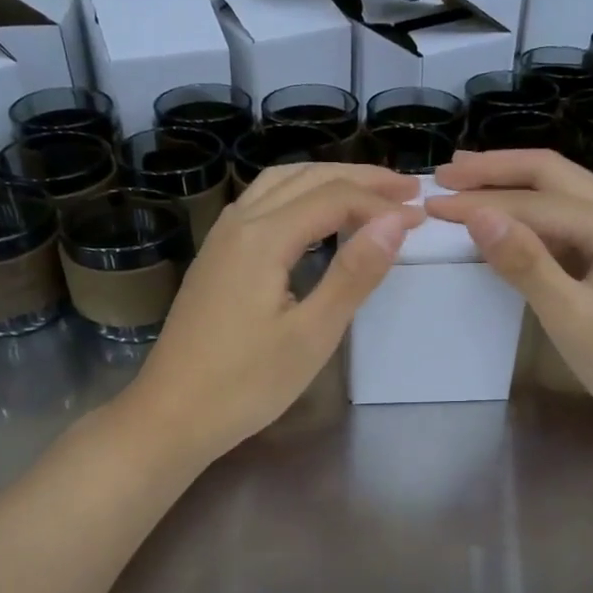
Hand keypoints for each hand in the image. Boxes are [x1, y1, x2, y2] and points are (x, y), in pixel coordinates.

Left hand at [127, 162, 421, 462]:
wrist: (171, 415)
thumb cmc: (246, 384)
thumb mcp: (311, 334)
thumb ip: (353, 274)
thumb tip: (395, 222)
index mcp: (263, 237)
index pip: (333, 197)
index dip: (380, 203)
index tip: (421, 217)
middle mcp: (238, 224)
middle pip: (304, 177)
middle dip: (358, 178)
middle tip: (405, 190)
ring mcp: (220, 240)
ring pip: (277, 185)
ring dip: (325, 181)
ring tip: (367, 195)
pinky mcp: (214, 259)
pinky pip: (261, 205)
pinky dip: (298, 197)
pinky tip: (313, 220)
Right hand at [424, 149, 592, 439]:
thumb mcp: (570, 315)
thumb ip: (524, 262)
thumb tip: (477, 215)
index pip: (532, 201)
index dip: (478, 202)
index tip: (431, 204)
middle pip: (549, 173)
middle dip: (495, 170)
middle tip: (445, 174)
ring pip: (558, 190)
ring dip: (511, 182)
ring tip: (466, 179)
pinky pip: (564, 217)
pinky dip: (528, 210)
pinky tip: (503, 215)